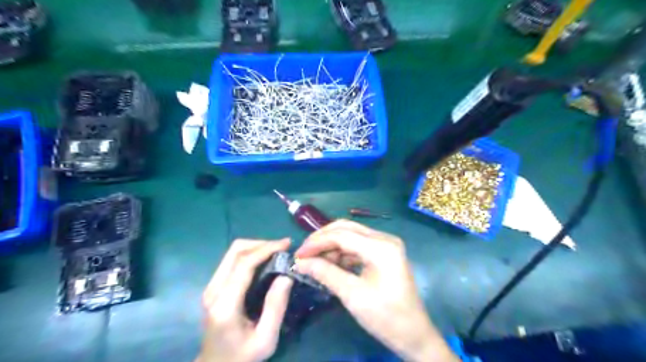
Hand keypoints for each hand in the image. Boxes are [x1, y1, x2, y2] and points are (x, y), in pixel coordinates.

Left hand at [198, 238, 294, 361]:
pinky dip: (250, 254)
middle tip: (283, 247)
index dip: (266, 249)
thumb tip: (286, 275)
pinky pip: (232, 260)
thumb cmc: (242, 357)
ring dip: (256, 247)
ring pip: (232, 252)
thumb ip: (276, 307)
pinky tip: (264, 260)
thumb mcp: (266, 339)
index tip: (287, 244)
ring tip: (276, 252)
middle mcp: (214, 290)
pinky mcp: (213, 286)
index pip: (244, 264)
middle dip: (261, 243)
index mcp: (225, 304)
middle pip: (235, 251)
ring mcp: (211, 287)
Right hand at [295, 221, 456, 361]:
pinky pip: (358, 246)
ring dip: (331, 246)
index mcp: (381, 247)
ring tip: (314, 261)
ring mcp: (385, 245)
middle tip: (304, 254)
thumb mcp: (353, 295)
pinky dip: (342, 253)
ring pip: (351, 235)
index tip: (298, 255)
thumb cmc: (386, 317)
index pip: (341, 235)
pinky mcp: (384, 253)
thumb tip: (300, 262)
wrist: (414, 335)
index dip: (317, 242)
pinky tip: (330, 264)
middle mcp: (384, 239)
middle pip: (346, 229)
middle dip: (323, 239)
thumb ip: (325, 274)